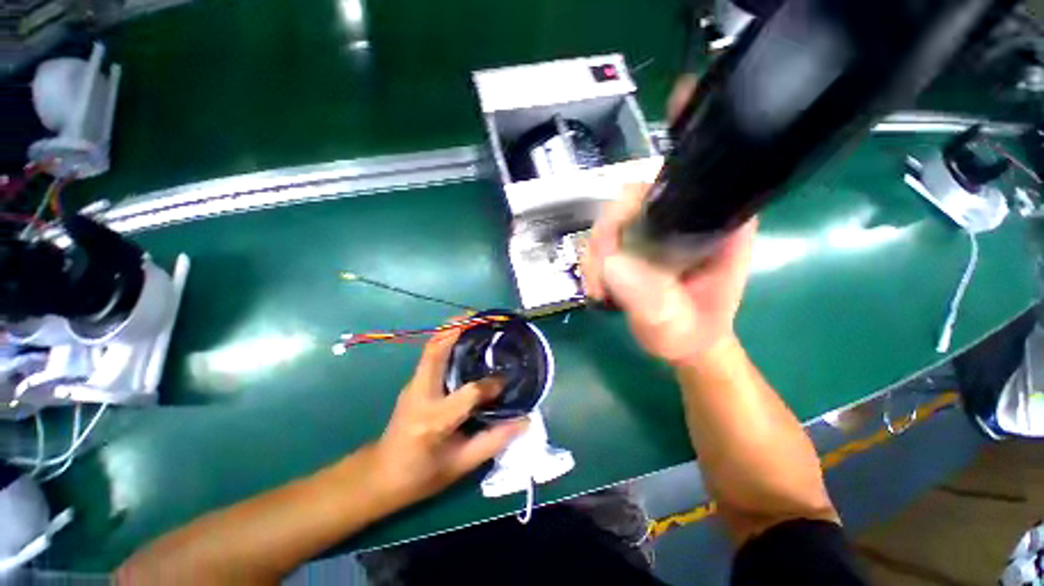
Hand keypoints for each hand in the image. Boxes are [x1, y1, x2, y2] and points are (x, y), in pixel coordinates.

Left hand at [369, 329, 528, 505]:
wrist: (380, 475)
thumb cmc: (421, 475)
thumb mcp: (460, 465)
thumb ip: (494, 441)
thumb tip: (525, 420)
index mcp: (434, 421)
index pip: (468, 394)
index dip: (491, 385)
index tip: (507, 380)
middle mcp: (420, 395)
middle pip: (436, 351)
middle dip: (458, 328)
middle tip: (481, 317)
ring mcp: (413, 385)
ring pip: (432, 347)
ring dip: (452, 329)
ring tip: (475, 321)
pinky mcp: (413, 381)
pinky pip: (431, 353)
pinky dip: (447, 339)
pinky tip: (464, 340)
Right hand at [582, 184, 756, 365]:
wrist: (688, 342)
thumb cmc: (693, 334)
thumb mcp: (677, 325)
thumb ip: (651, 300)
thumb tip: (612, 264)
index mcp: (714, 226)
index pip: (667, 191)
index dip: (628, 209)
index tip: (608, 247)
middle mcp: (685, 218)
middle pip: (628, 203)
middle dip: (603, 239)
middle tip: (598, 277)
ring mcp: (659, 229)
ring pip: (611, 222)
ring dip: (595, 256)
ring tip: (598, 290)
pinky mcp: (639, 243)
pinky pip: (605, 240)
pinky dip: (594, 263)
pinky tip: (598, 288)